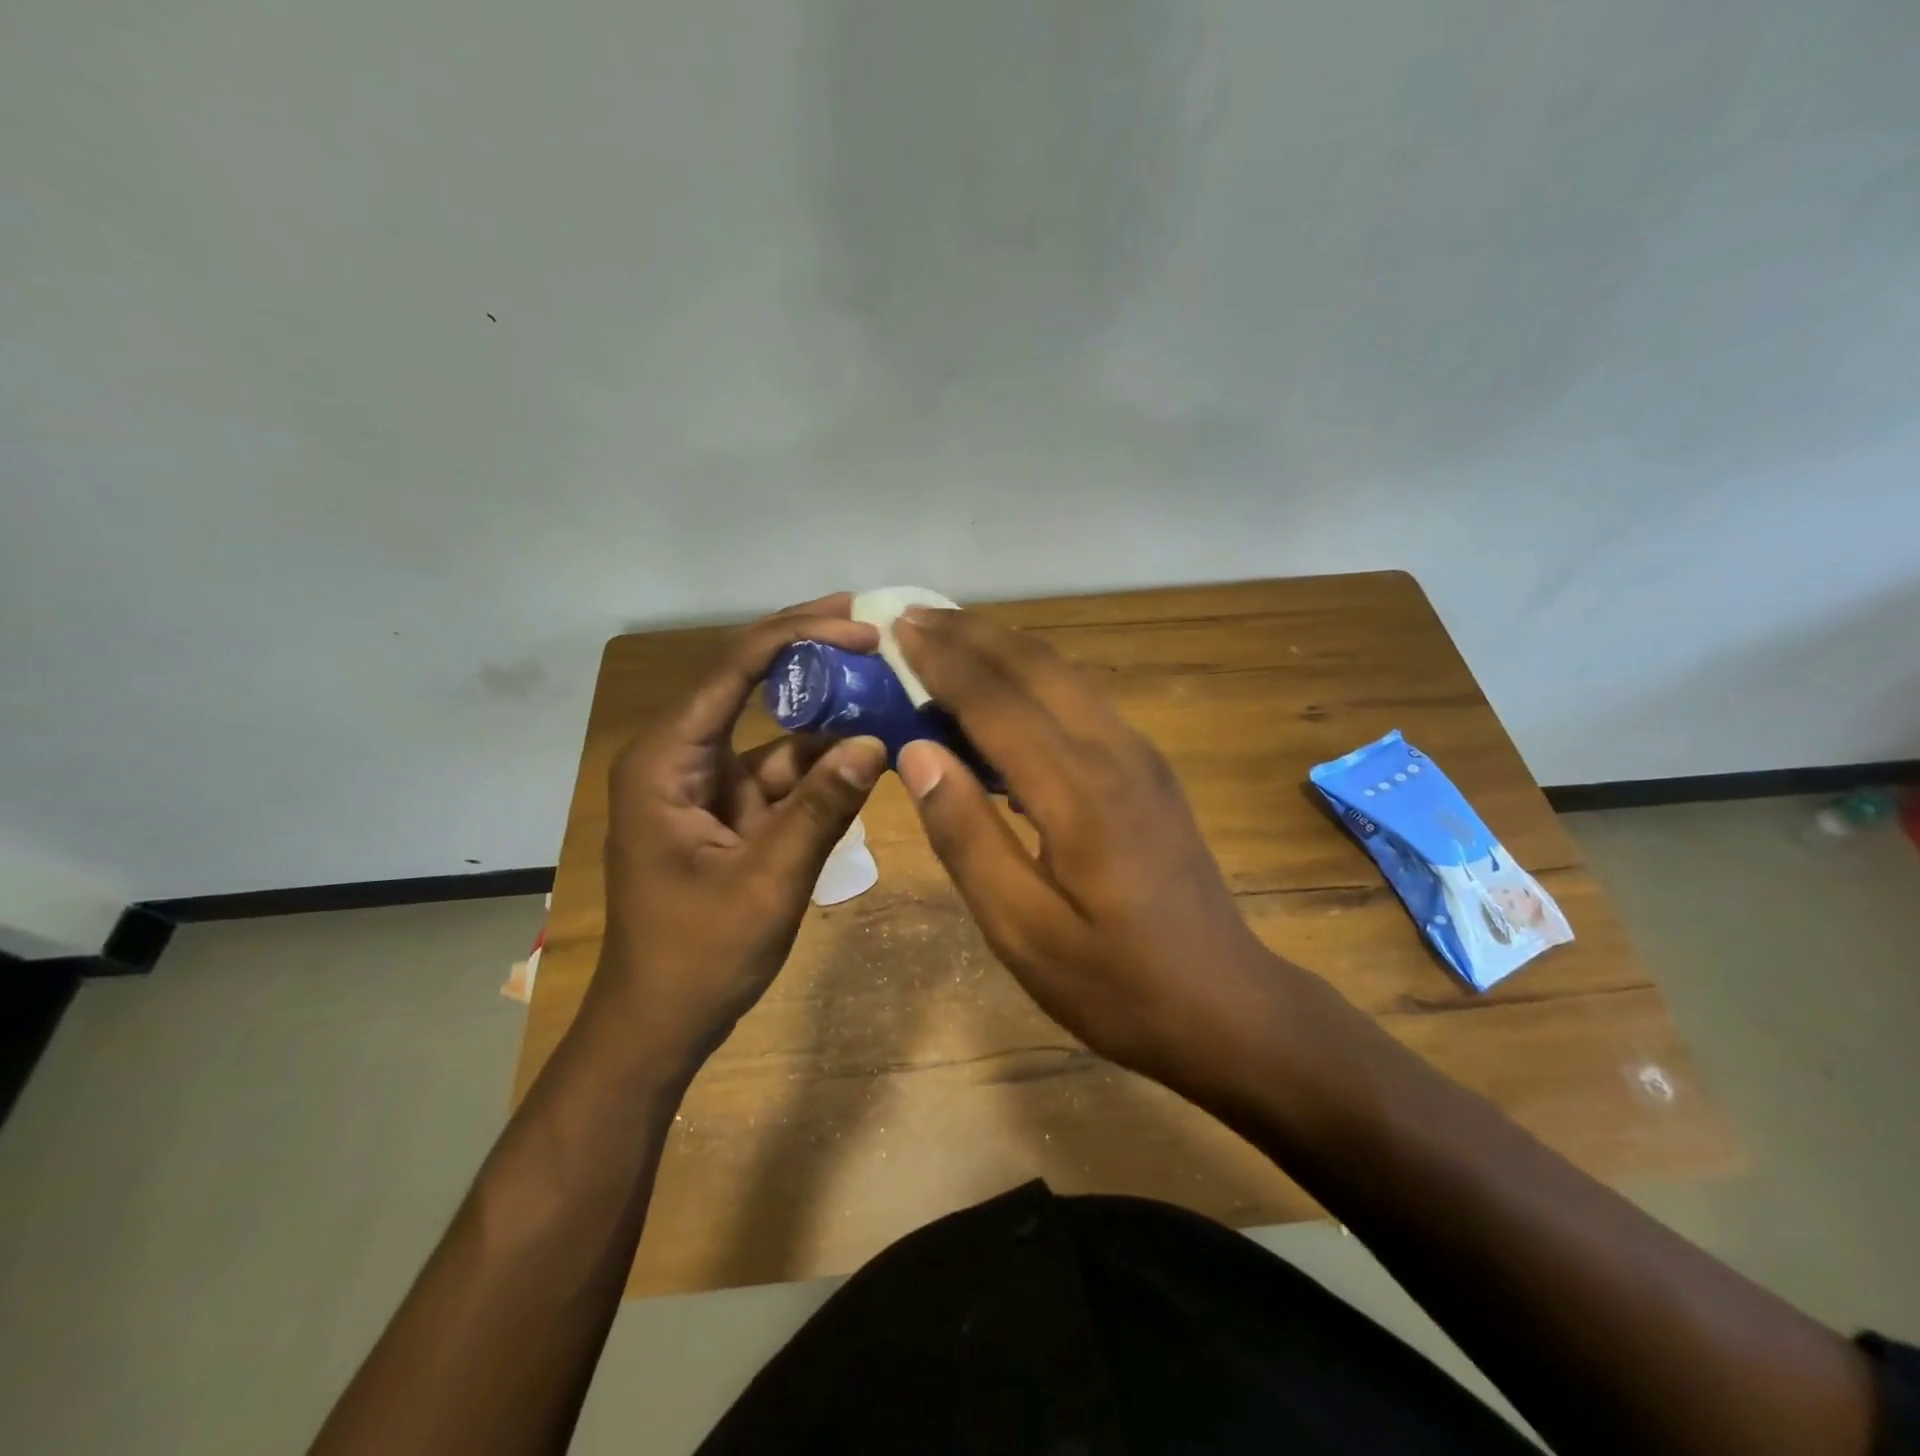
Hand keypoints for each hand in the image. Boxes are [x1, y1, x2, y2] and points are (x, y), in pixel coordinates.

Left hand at [589, 595, 888, 1079]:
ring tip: (887, 684)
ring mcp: (709, 785)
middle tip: (870, 624)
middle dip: (809, 653)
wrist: (661, 1024)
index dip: (797, 638)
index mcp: (667, 762)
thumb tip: (877, 744)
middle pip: (748, 685)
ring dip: (828, 714)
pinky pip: (785, 774)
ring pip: (775, 732)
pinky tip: (872, 750)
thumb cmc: (698, 956)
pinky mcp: (733, 812)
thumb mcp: (768, 881)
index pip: (731, 672)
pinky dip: (827, 765)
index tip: (859, 626)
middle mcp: (682, 759)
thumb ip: (822, 808)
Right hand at [893, 608, 1290, 1093]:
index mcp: (1078, 792)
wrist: (1226, 1006)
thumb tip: (918, 752)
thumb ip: (967, 836)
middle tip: (916, 617)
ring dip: (1006, 649)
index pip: (997, 702)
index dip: (944, 662)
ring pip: (1066, 675)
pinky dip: (1036, 679)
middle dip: (974, 635)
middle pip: (1037, 667)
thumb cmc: (1114, 983)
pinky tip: (1007, 693)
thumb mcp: (1022, 929)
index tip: (899, 629)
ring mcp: (1141, 758)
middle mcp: (1114, 753)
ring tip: (952, 638)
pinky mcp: (1150, 771)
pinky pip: (1084, 700)